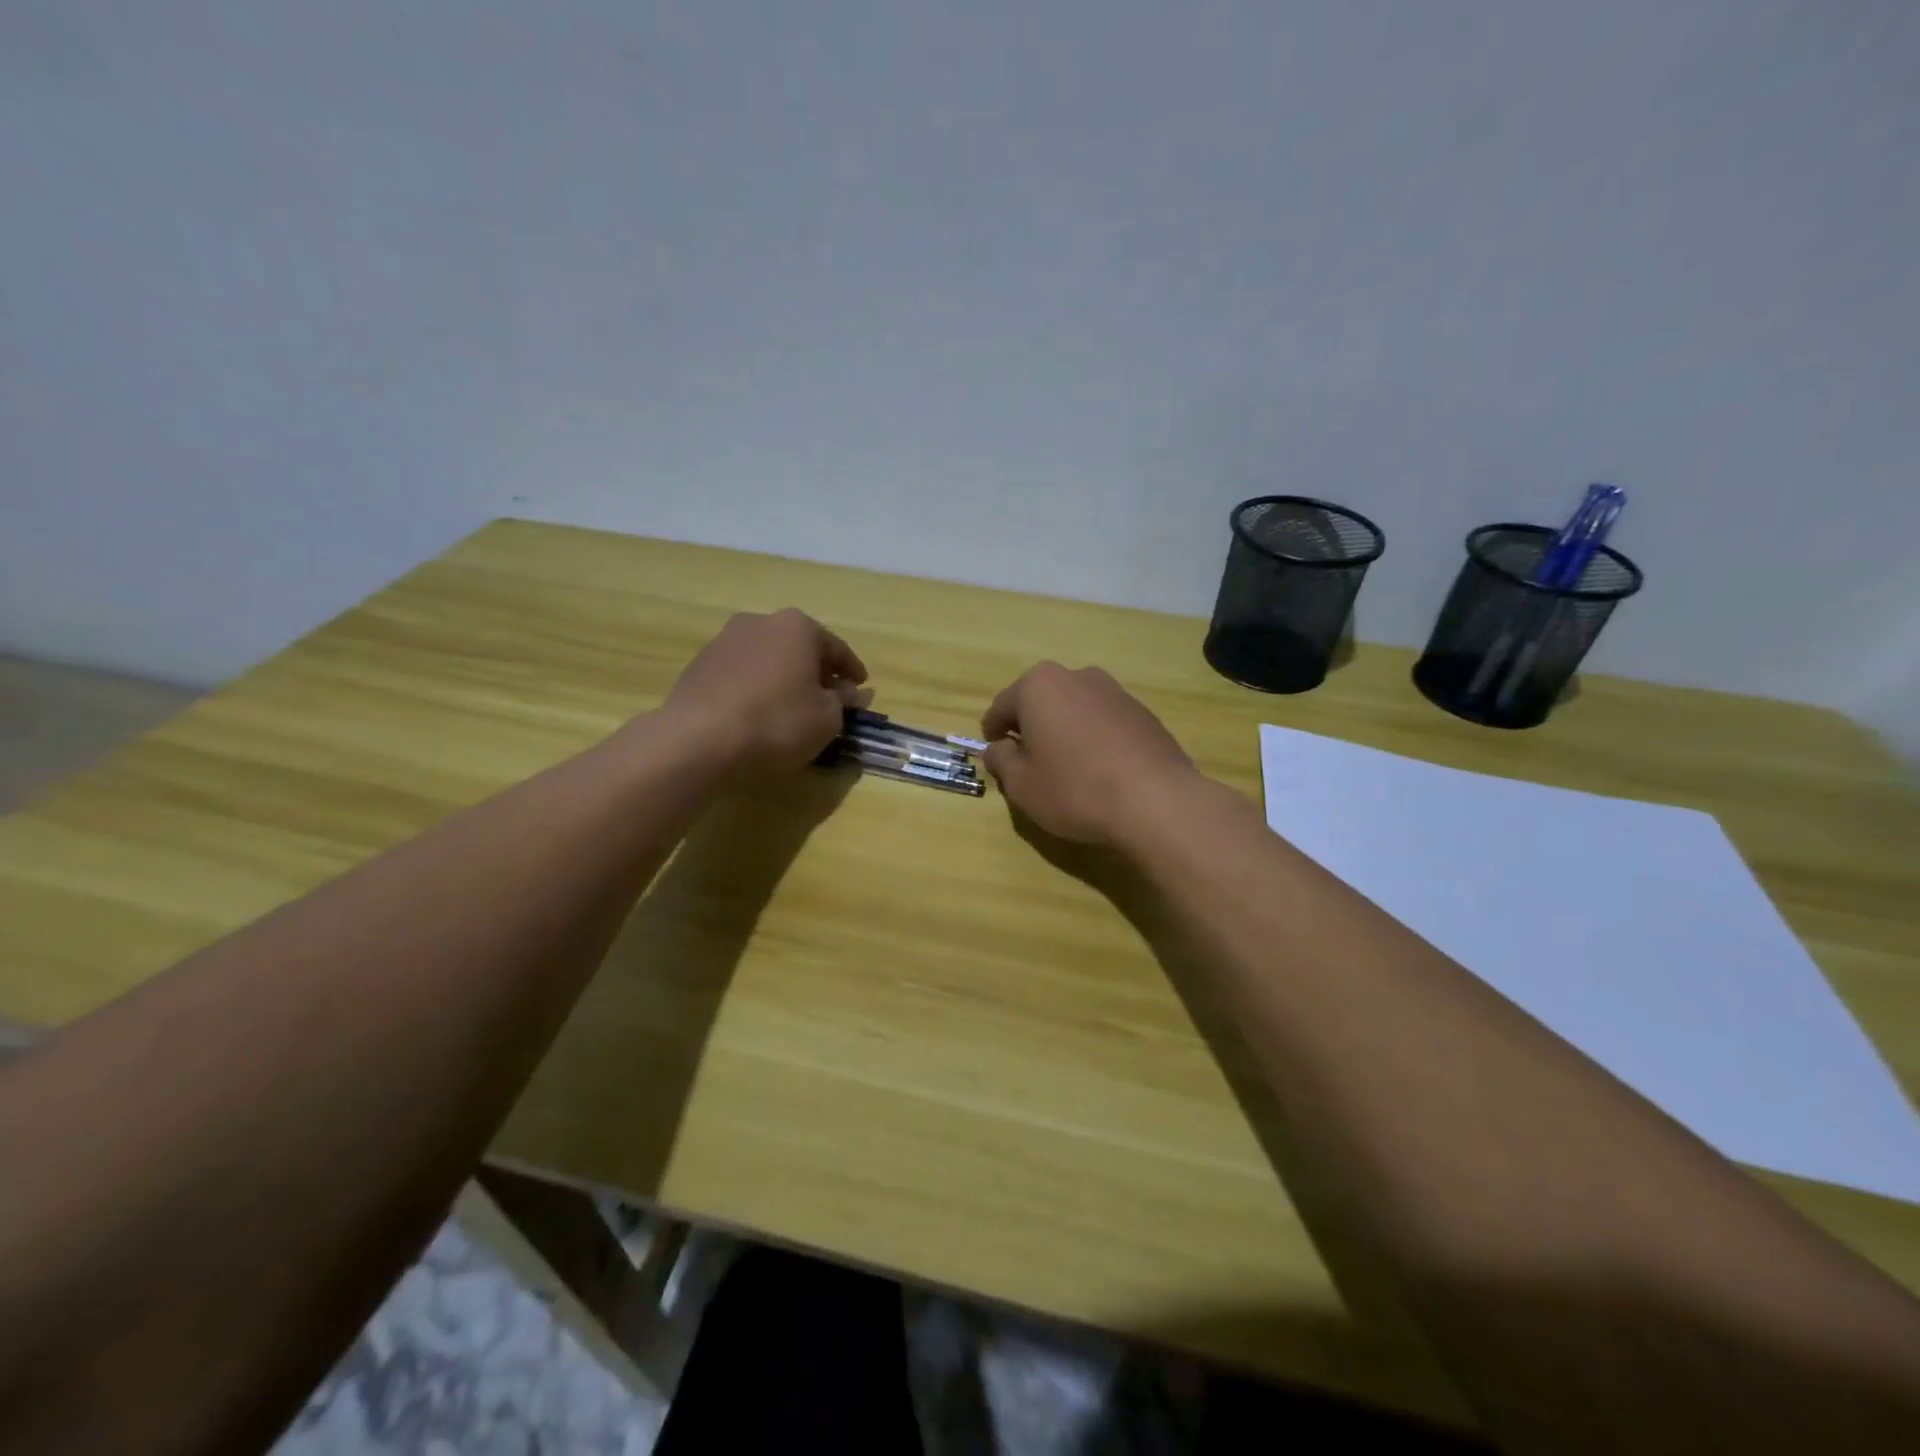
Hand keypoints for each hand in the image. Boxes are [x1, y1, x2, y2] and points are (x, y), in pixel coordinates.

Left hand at [661, 609, 866, 773]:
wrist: (698, 740)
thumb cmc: (777, 723)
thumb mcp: (827, 719)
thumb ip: (844, 702)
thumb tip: (851, 693)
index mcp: (798, 627)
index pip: (837, 648)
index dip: (852, 672)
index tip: (861, 689)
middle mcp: (761, 622)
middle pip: (800, 648)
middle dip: (816, 672)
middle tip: (829, 699)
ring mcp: (725, 640)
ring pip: (769, 659)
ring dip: (784, 678)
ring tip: (792, 708)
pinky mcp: (700, 664)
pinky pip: (742, 674)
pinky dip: (757, 687)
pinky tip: (760, 712)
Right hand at [980, 662, 1199, 844]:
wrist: (1156, 801)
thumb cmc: (1074, 788)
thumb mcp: (1021, 784)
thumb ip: (1001, 760)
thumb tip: (999, 749)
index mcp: (1039, 685)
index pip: (1002, 706)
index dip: (992, 732)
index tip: (994, 754)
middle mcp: (1077, 677)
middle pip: (1041, 702)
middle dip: (1031, 728)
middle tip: (1028, 763)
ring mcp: (1115, 692)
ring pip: (1074, 710)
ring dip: (1064, 732)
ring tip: (1067, 769)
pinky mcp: (1143, 713)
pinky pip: (1104, 723)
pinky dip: (1094, 740)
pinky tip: (1100, 771)